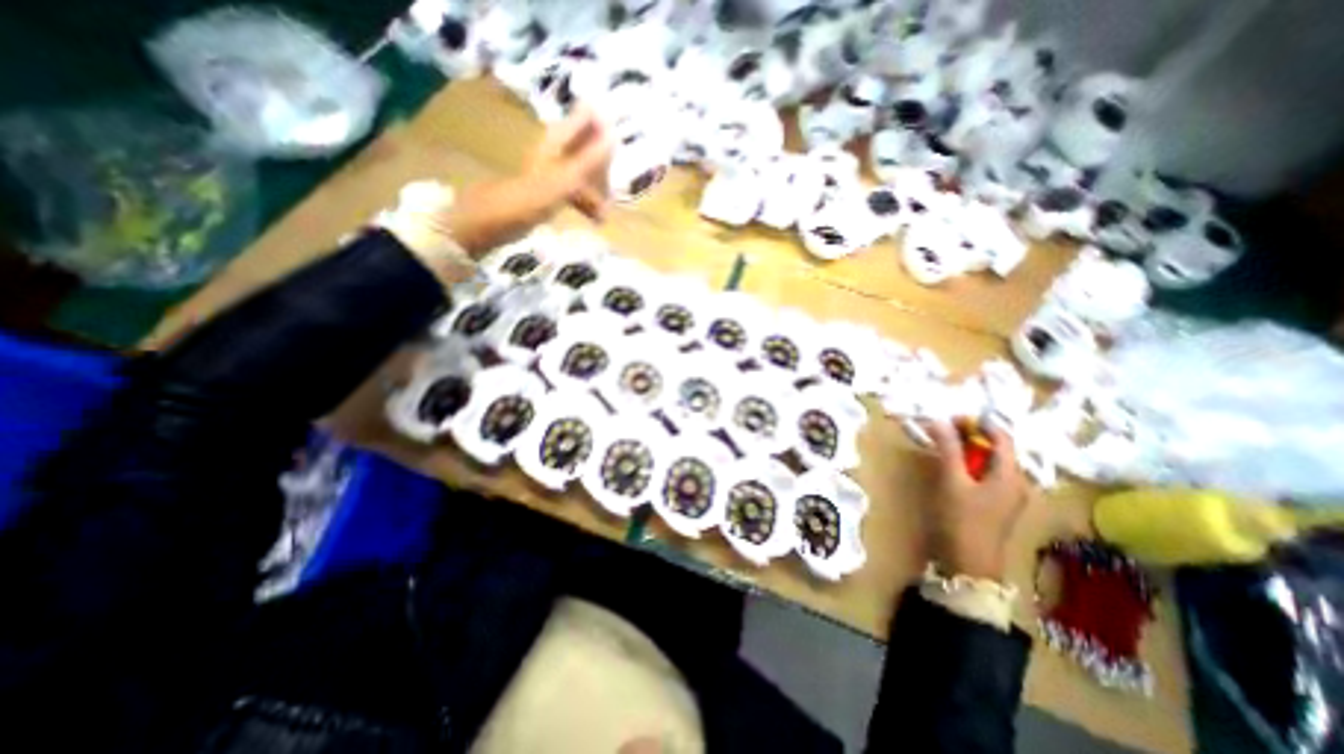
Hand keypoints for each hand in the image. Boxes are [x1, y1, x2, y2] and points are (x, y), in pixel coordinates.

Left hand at [441, 102, 611, 254]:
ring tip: (606, 215)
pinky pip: (573, 193)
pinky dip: (584, 203)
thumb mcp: (563, 181)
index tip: (620, 139)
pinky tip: (594, 219)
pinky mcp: (545, 193)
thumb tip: (614, 137)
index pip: (583, 122)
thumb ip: (588, 160)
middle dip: (603, 169)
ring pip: (581, 176)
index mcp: (556, 145)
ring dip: (595, 192)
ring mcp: (549, 174)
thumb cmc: (527, 200)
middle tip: (616, 190)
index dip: (602, 126)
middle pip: (586, 152)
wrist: (491, 223)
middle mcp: (553, 154)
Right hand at [925, 420, 1031, 579]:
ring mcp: (1009, 495)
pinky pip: (987, 475)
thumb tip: (938, 420)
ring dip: (970, 450)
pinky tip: (954, 467)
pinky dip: (971, 465)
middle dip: (972, 436)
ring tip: (945, 445)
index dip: (979, 424)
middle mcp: (1017, 482)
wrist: (969, 565)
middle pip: (998, 449)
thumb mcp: (952, 481)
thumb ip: (948, 449)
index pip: (1002, 437)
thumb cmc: (962, 520)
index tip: (952, 418)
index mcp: (1011, 475)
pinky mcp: (997, 505)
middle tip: (944, 430)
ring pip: (992, 462)